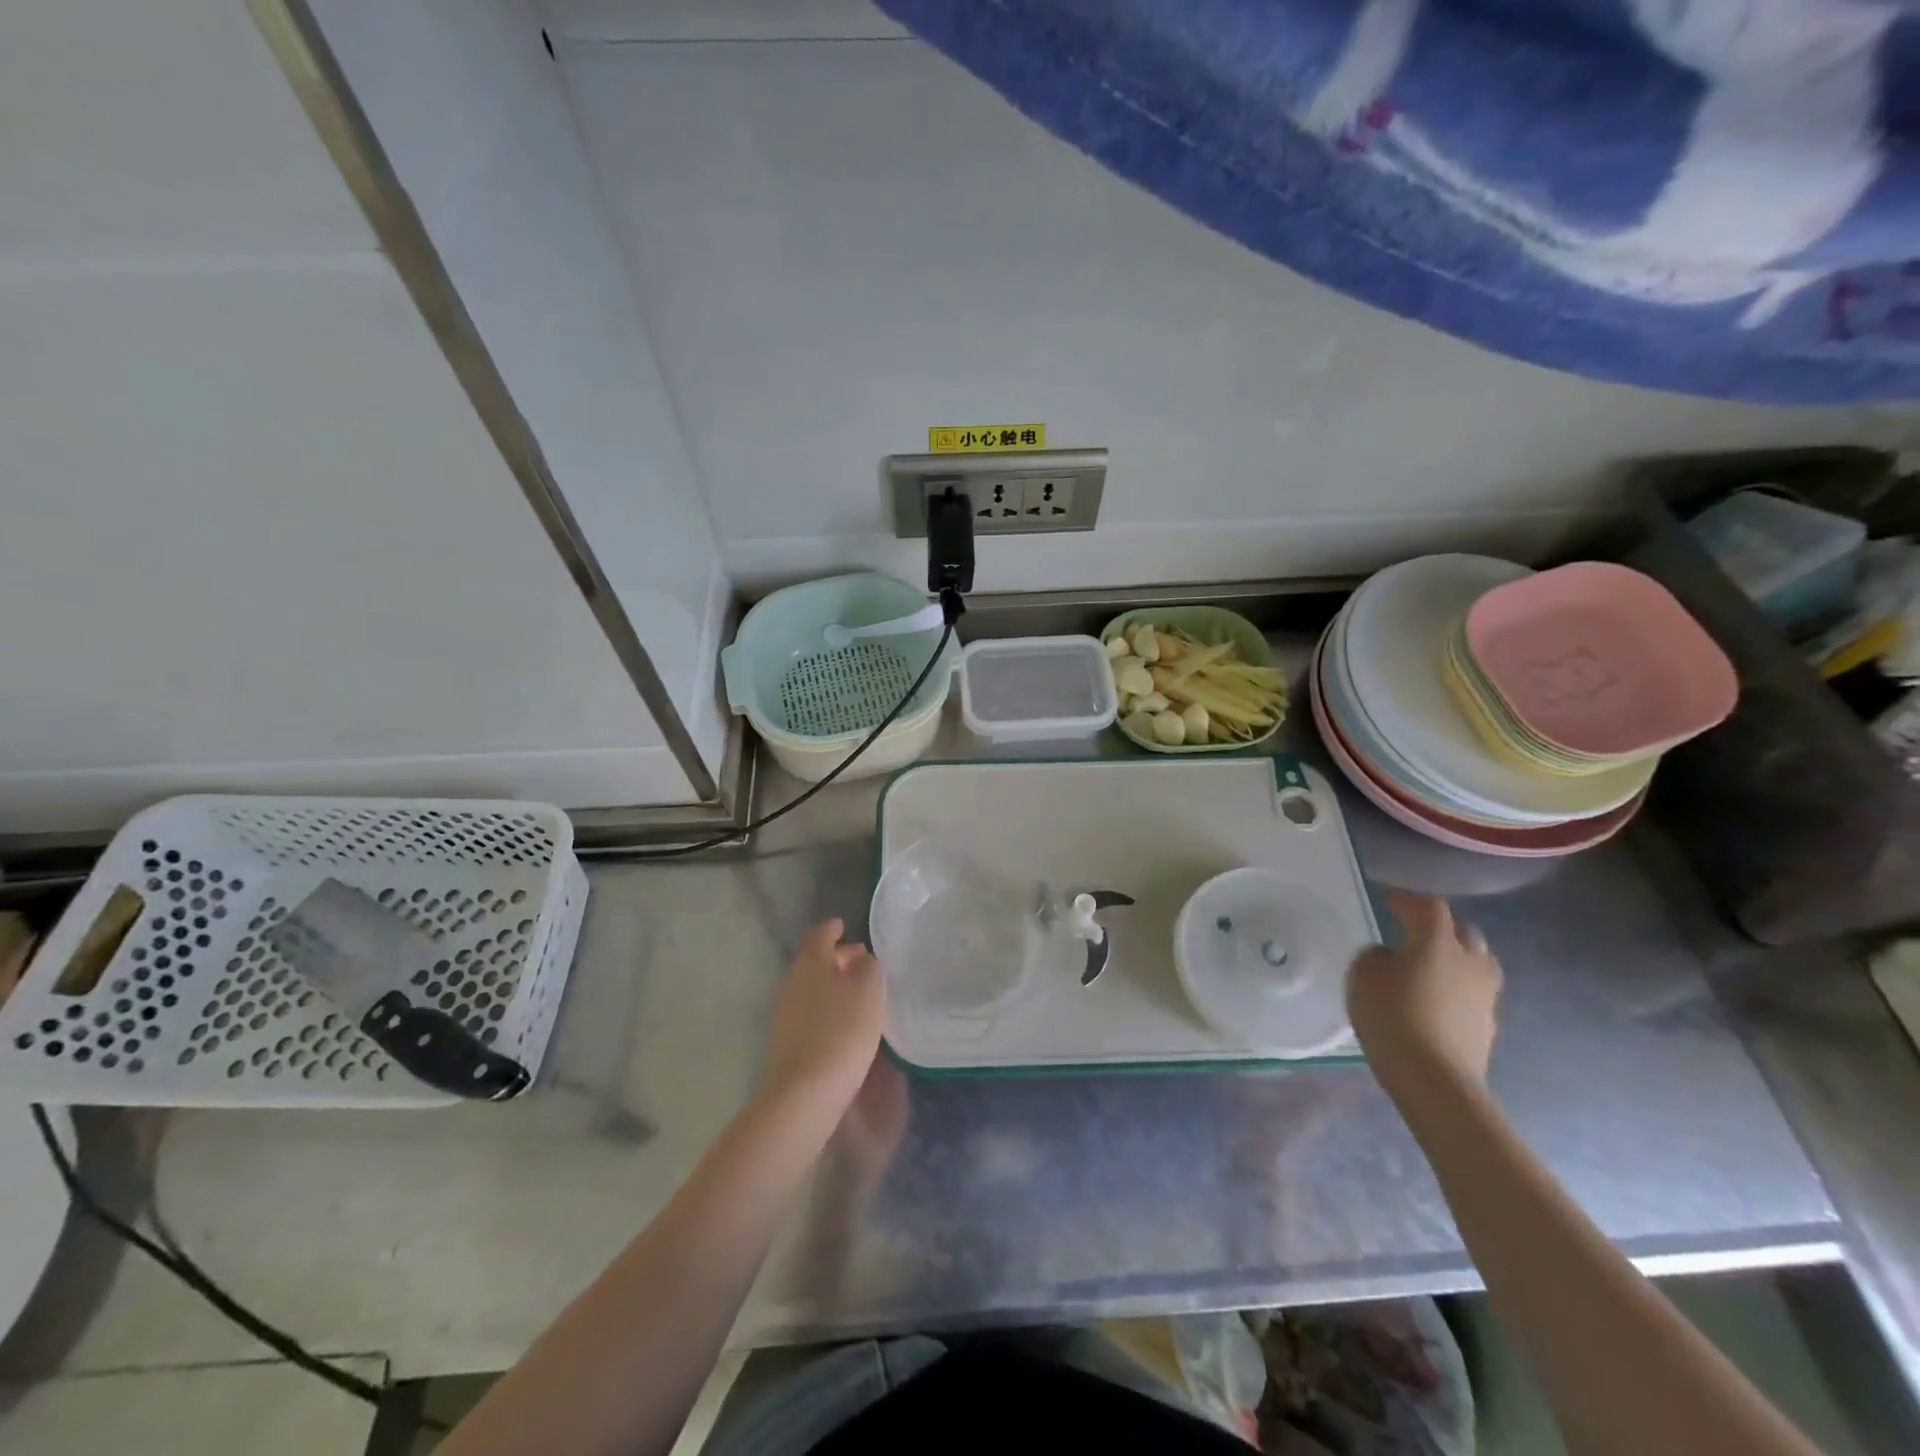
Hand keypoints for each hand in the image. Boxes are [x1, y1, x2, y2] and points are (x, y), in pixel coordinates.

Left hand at [762, 919, 886, 1124]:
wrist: (805, 1091)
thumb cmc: (843, 1031)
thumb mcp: (869, 991)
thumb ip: (869, 967)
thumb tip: (862, 959)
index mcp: (811, 962)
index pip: (820, 935)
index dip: (833, 928)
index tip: (843, 925)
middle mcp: (793, 980)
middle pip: (814, 961)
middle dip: (835, 958)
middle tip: (859, 961)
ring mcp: (785, 1011)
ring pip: (810, 986)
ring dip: (831, 984)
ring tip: (856, 992)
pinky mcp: (786, 1039)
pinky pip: (808, 1010)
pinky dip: (825, 1006)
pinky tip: (843, 1021)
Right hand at [1348, 891, 1502, 1093]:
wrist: (1436, 1081)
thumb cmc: (1393, 1019)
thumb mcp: (1362, 978)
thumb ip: (1374, 957)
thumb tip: (1388, 956)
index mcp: (1437, 941)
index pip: (1428, 906)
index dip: (1407, 899)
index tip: (1387, 900)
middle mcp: (1469, 960)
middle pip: (1462, 931)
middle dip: (1440, 927)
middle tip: (1413, 932)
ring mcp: (1485, 994)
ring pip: (1476, 962)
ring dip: (1456, 957)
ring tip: (1431, 966)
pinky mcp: (1489, 1023)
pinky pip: (1474, 992)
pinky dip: (1458, 987)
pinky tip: (1437, 1000)